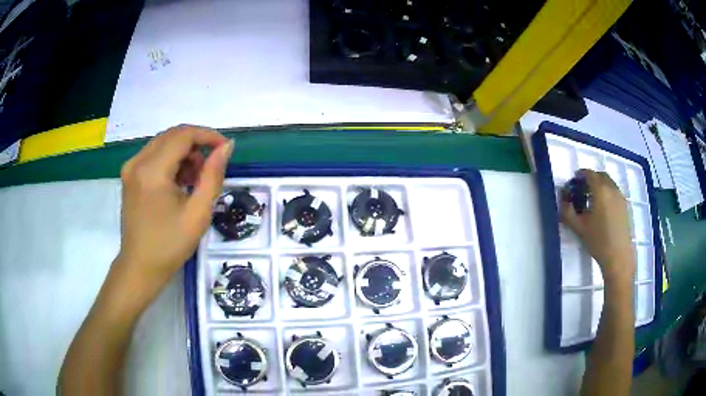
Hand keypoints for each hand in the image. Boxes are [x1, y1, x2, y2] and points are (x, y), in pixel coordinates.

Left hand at [117, 125, 232, 283]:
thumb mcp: (198, 213)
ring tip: (195, 180)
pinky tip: (178, 182)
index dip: (207, 136)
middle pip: (172, 136)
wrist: (140, 267)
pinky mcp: (129, 175)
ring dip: (183, 153)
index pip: (183, 135)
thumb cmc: (170, 245)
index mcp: (152, 170)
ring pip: (163, 144)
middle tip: (210, 168)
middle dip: (196, 145)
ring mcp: (131, 168)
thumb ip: (213, 175)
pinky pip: (154, 155)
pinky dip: (170, 161)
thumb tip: (226, 146)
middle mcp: (138, 162)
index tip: (225, 149)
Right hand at [560, 169, 634, 282]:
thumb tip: (562, 200)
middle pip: (600, 175)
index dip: (580, 174)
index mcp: (600, 190)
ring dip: (600, 185)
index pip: (589, 174)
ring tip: (593, 199)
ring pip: (609, 182)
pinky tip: (603, 208)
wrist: (618, 256)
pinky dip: (607, 192)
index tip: (574, 182)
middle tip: (582, 189)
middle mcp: (612, 188)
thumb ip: (567, 212)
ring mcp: (620, 196)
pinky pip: (614, 191)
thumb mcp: (579, 228)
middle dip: (591, 178)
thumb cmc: (598, 241)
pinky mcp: (625, 205)